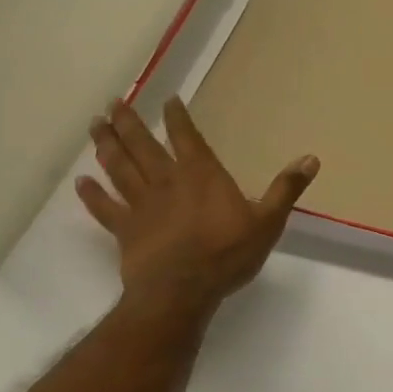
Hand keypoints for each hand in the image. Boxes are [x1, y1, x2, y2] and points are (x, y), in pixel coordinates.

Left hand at [76, 96, 318, 317]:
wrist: (182, 292)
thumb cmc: (227, 254)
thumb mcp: (268, 221)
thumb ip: (286, 189)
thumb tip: (311, 158)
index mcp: (201, 175)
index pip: (186, 137)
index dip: (177, 117)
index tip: (167, 99)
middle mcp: (167, 182)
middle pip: (142, 146)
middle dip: (129, 123)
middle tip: (113, 103)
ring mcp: (141, 205)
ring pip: (119, 168)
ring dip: (106, 146)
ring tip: (95, 126)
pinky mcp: (124, 230)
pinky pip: (104, 207)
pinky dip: (92, 194)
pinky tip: (80, 181)